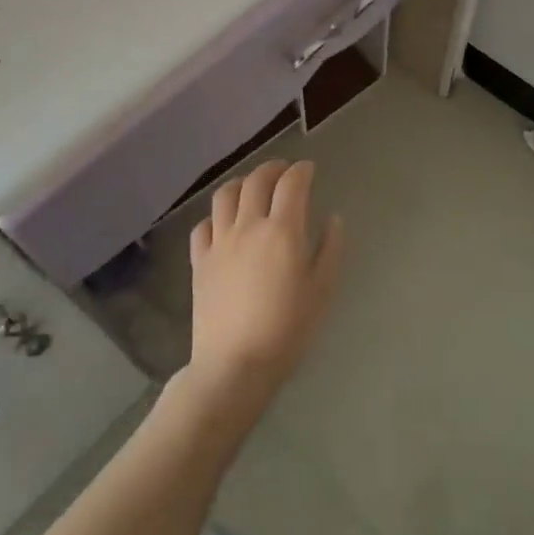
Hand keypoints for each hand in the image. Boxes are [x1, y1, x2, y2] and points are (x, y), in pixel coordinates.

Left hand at [185, 159, 344, 411]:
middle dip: (273, 168)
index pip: (292, 183)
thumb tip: (334, 218)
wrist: (234, 366)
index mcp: (282, 230)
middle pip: (257, 180)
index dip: (301, 170)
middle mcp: (249, 225)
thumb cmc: (286, 331)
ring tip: (251, 187)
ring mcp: (220, 241)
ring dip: (241, 182)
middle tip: (284, 172)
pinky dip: (215, 217)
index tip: (308, 169)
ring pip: (225, 194)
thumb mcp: (321, 292)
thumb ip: (330, 250)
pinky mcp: (199, 260)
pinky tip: (223, 224)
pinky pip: (203, 225)